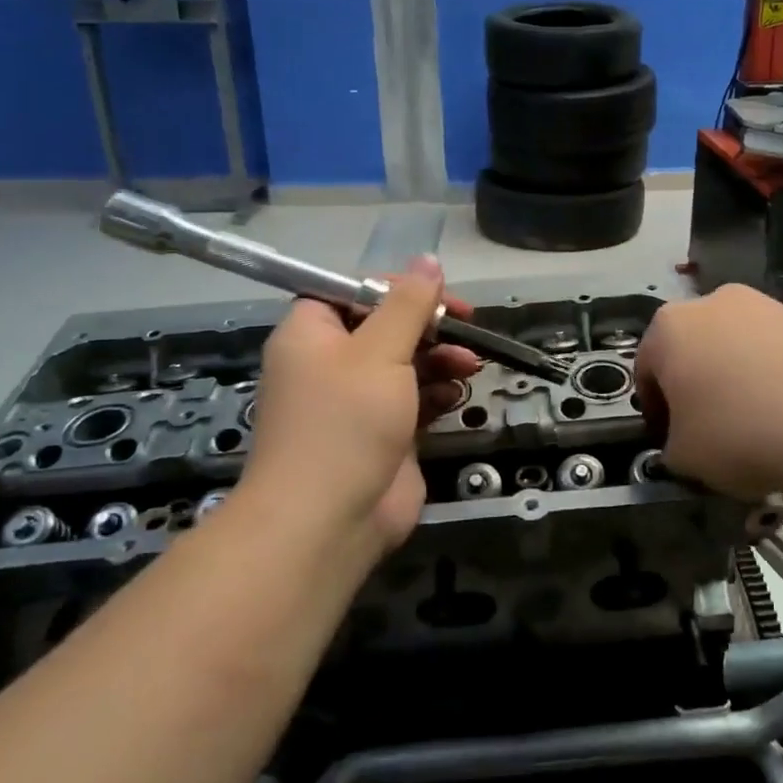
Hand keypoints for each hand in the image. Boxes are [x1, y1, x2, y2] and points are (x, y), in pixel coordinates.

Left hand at [240, 257, 481, 550]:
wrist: (327, 521)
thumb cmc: (345, 422)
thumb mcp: (379, 351)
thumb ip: (409, 305)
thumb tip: (429, 261)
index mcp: (312, 334)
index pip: (353, 291)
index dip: (396, 287)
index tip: (438, 294)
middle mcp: (331, 364)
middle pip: (386, 327)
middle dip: (429, 327)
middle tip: (466, 327)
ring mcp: (357, 403)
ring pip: (406, 364)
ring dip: (441, 359)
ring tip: (469, 365)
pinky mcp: (383, 435)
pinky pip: (415, 401)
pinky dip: (437, 394)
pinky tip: (457, 395)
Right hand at [636, 284, 782, 505]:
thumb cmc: (741, 434)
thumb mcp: (684, 458)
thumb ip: (671, 446)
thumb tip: (688, 442)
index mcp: (669, 327)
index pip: (645, 370)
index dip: (654, 410)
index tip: (670, 441)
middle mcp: (714, 302)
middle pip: (693, 350)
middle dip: (697, 388)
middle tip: (712, 433)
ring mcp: (768, 306)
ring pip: (738, 349)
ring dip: (739, 382)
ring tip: (761, 428)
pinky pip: (780, 354)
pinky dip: (778, 380)